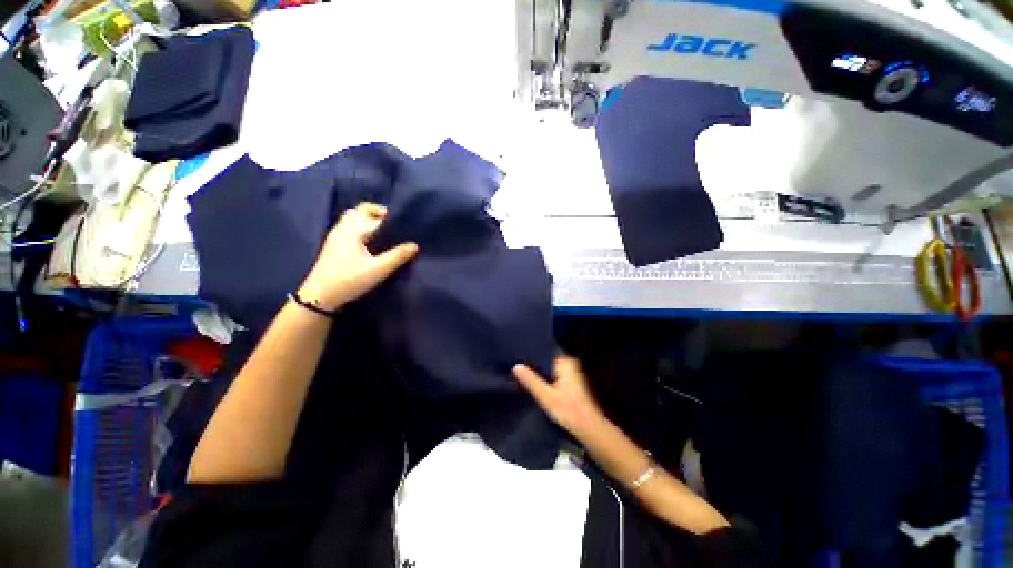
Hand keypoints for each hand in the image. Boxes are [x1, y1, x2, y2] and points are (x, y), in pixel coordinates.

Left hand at [298, 203, 418, 310]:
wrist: (320, 297)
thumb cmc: (349, 280)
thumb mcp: (378, 269)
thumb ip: (397, 256)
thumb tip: (415, 245)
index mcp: (352, 230)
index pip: (369, 211)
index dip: (385, 213)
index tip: (400, 221)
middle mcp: (341, 229)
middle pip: (358, 211)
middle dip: (375, 214)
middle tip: (392, 225)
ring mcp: (335, 238)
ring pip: (352, 220)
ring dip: (367, 221)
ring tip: (383, 234)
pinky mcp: (333, 247)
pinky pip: (348, 229)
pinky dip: (361, 229)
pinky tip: (370, 243)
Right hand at [513, 355, 605, 441]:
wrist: (590, 429)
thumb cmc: (569, 411)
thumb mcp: (546, 397)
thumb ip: (531, 381)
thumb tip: (516, 366)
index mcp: (565, 362)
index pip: (544, 352)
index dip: (531, 356)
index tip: (517, 358)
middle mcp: (569, 364)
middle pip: (546, 360)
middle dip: (534, 365)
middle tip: (517, 367)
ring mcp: (571, 373)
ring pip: (550, 369)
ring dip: (539, 373)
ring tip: (522, 374)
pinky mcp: (571, 383)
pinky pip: (554, 375)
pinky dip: (545, 379)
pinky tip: (535, 384)